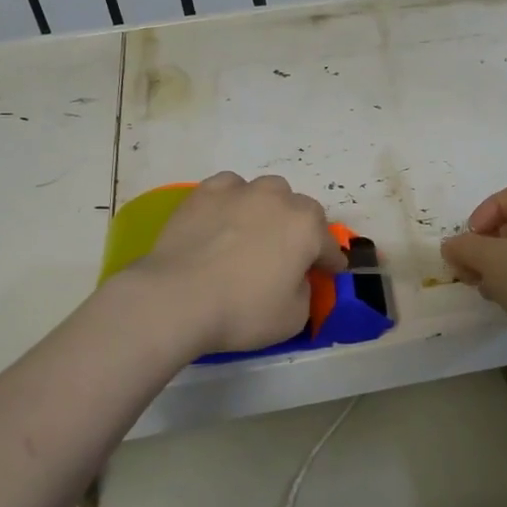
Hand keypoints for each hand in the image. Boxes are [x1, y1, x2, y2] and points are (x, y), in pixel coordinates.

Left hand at [129, 172, 345, 355]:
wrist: (176, 298)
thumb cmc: (242, 311)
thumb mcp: (293, 318)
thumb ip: (304, 292)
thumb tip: (295, 278)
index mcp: (306, 228)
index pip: (329, 245)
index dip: (330, 262)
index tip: (328, 272)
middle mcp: (278, 199)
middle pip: (301, 210)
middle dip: (301, 230)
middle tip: (289, 255)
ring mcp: (240, 191)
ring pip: (267, 192)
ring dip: (270, 209)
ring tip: (256, 232)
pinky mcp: (205, 193)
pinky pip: (230, 188)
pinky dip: (234, 201)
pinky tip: (225, 219)